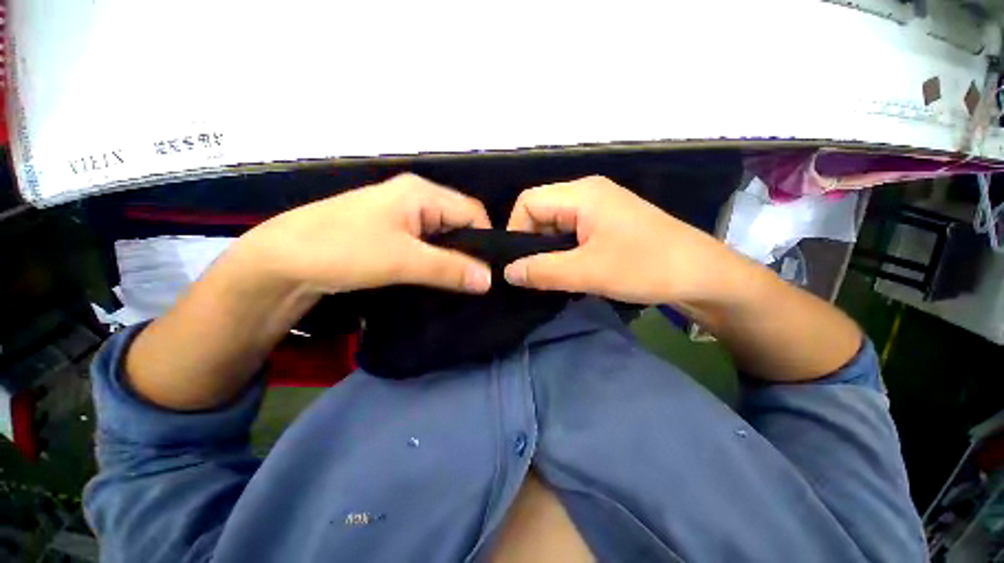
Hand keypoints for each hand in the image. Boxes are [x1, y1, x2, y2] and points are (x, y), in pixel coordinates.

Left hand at [237, 173, 493, 294]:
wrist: (283, 260)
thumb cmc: (343, 250)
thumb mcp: (403, 260)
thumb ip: (450, 268)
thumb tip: (488, 280)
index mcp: (422, 192)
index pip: (472, 211)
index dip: (485, 239)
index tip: (487, 271)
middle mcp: (416, 197)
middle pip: (459, 220)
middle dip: (469, 248)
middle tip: (474, 279)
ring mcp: (402, 213)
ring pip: (443, 233)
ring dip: (453, 256)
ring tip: (459, 280)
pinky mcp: (392, 230)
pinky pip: (427, 241)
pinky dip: (436, 258)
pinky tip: (437, 274)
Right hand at [504, 176, 753, 304]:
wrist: (703, 275)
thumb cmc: (646, 267)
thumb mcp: (587, 272)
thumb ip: (542, 271)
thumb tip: (508, 272)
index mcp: (582, 193)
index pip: (528, 202)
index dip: (516, 230)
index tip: (518, 263)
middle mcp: (588, 192)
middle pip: (541, 211)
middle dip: (531, 242)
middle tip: (534, 274)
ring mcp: (600, 207)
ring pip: (556, 224)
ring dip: (548, 249)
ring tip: (551, 275)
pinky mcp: (609, 223)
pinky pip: (573, 232)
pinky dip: (564, 251)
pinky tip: (569, 270)